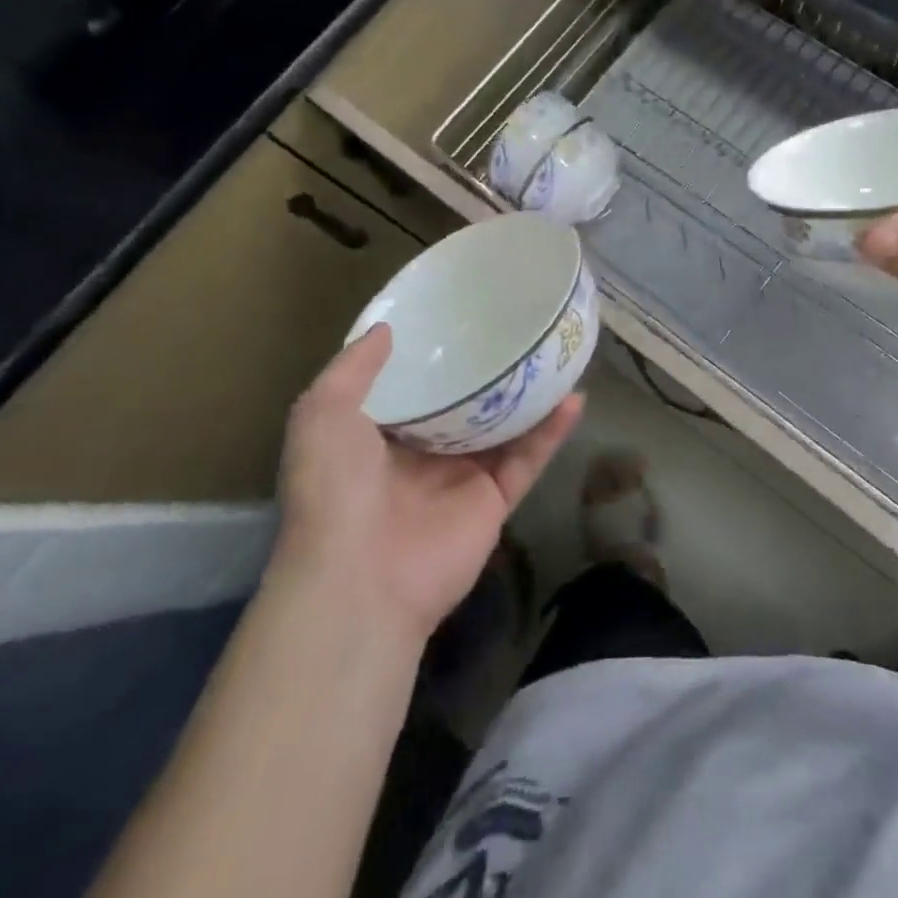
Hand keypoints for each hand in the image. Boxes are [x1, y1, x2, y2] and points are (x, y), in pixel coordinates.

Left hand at [275, 326, 582, 642]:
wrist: (360, 579)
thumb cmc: (335, 490)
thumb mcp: (322, 415)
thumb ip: (352, 369)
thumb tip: (386, 329)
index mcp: (378, 437)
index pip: (411, 388)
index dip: (432, 355)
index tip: (457, 317)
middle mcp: (422, 455)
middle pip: (464, 405)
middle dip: (487, 372)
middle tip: (516, 328)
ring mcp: (461, 479)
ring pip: (504, 428)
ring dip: (530, 396)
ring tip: (555, 355)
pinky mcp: (494, 500)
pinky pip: (529, 457)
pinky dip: (552, 430)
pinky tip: (575, 396)